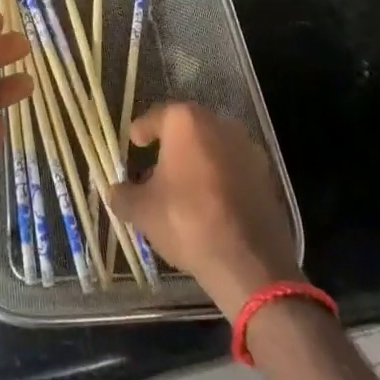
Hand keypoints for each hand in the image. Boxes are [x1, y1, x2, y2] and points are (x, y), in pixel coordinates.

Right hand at [107, 102, 300, 319]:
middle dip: (170, 146)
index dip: (141, 131)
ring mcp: (247, 147)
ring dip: (197, 161)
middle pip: (187, 130)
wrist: (249, 262)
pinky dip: (220, 178)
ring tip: (183, 188)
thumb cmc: (187, 222)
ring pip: (212, 147)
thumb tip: (113, 191)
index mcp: (185, 122)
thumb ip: (123, 195)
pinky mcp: (266, 174)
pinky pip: (233, 168)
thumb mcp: (142, 211)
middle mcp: (218, 123)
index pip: (155, 118)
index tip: (133, 143)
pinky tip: (210, 202)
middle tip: (155, 167)